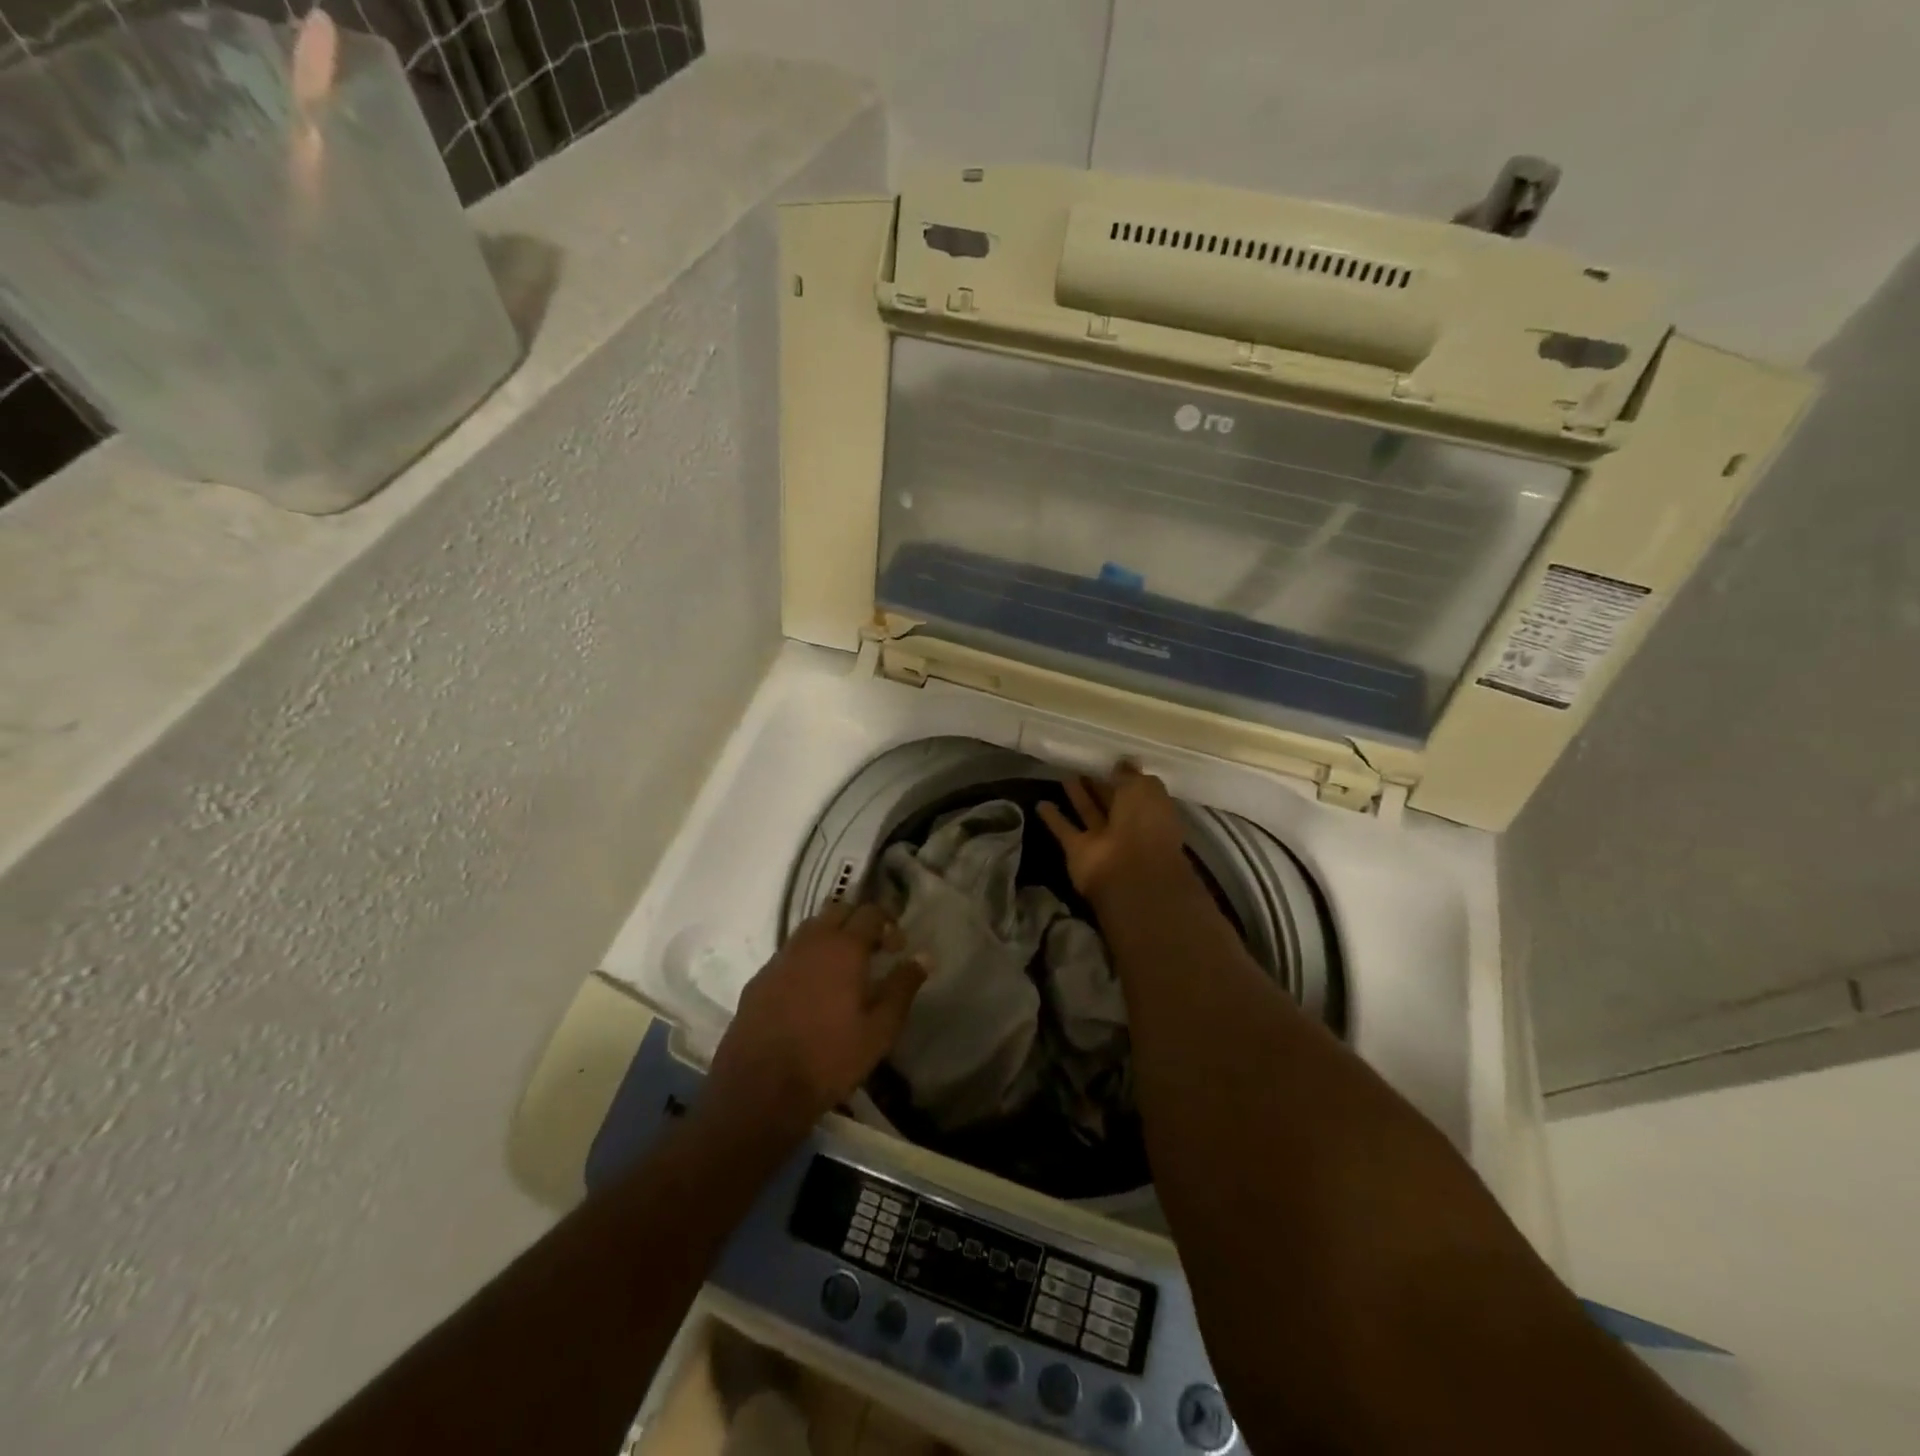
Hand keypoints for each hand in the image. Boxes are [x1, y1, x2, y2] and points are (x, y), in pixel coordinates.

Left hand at [704, 904, 927, 1133]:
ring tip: (842, 969)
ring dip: (831, 936)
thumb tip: (924, 956)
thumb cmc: (829, 1058)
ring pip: (810, 928)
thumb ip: (903, 987)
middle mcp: (810, 942)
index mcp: (843, 948)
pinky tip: (810, 990)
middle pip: (838, 910)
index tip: (897, 949)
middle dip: (859, 922)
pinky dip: (806, 958)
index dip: (889, 924)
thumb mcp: (880, 1029)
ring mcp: (780, 958)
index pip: (870, 913)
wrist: (760, 1089)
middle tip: (872, 952)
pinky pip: (789, 953)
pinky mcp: (759, 979)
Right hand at [1037, 763, 1189, 904]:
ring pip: (1088, 813)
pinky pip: (1065, 830)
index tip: (1106, 760)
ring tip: (1063, 776)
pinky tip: (1039, 803)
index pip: (1135, 790)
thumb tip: (1122, 763)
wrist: (1130, 873)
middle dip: (1098, 785)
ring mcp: (1103, 840)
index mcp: (1150, 811)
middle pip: (1111, 801)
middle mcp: (1128, 826)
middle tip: (1081, 766)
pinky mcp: (1078, 851)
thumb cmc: (1145, 824)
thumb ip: (1130, 776)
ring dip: (1077, 797)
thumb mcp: (1144, 789)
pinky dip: (1053, 819)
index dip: (1122, 776)